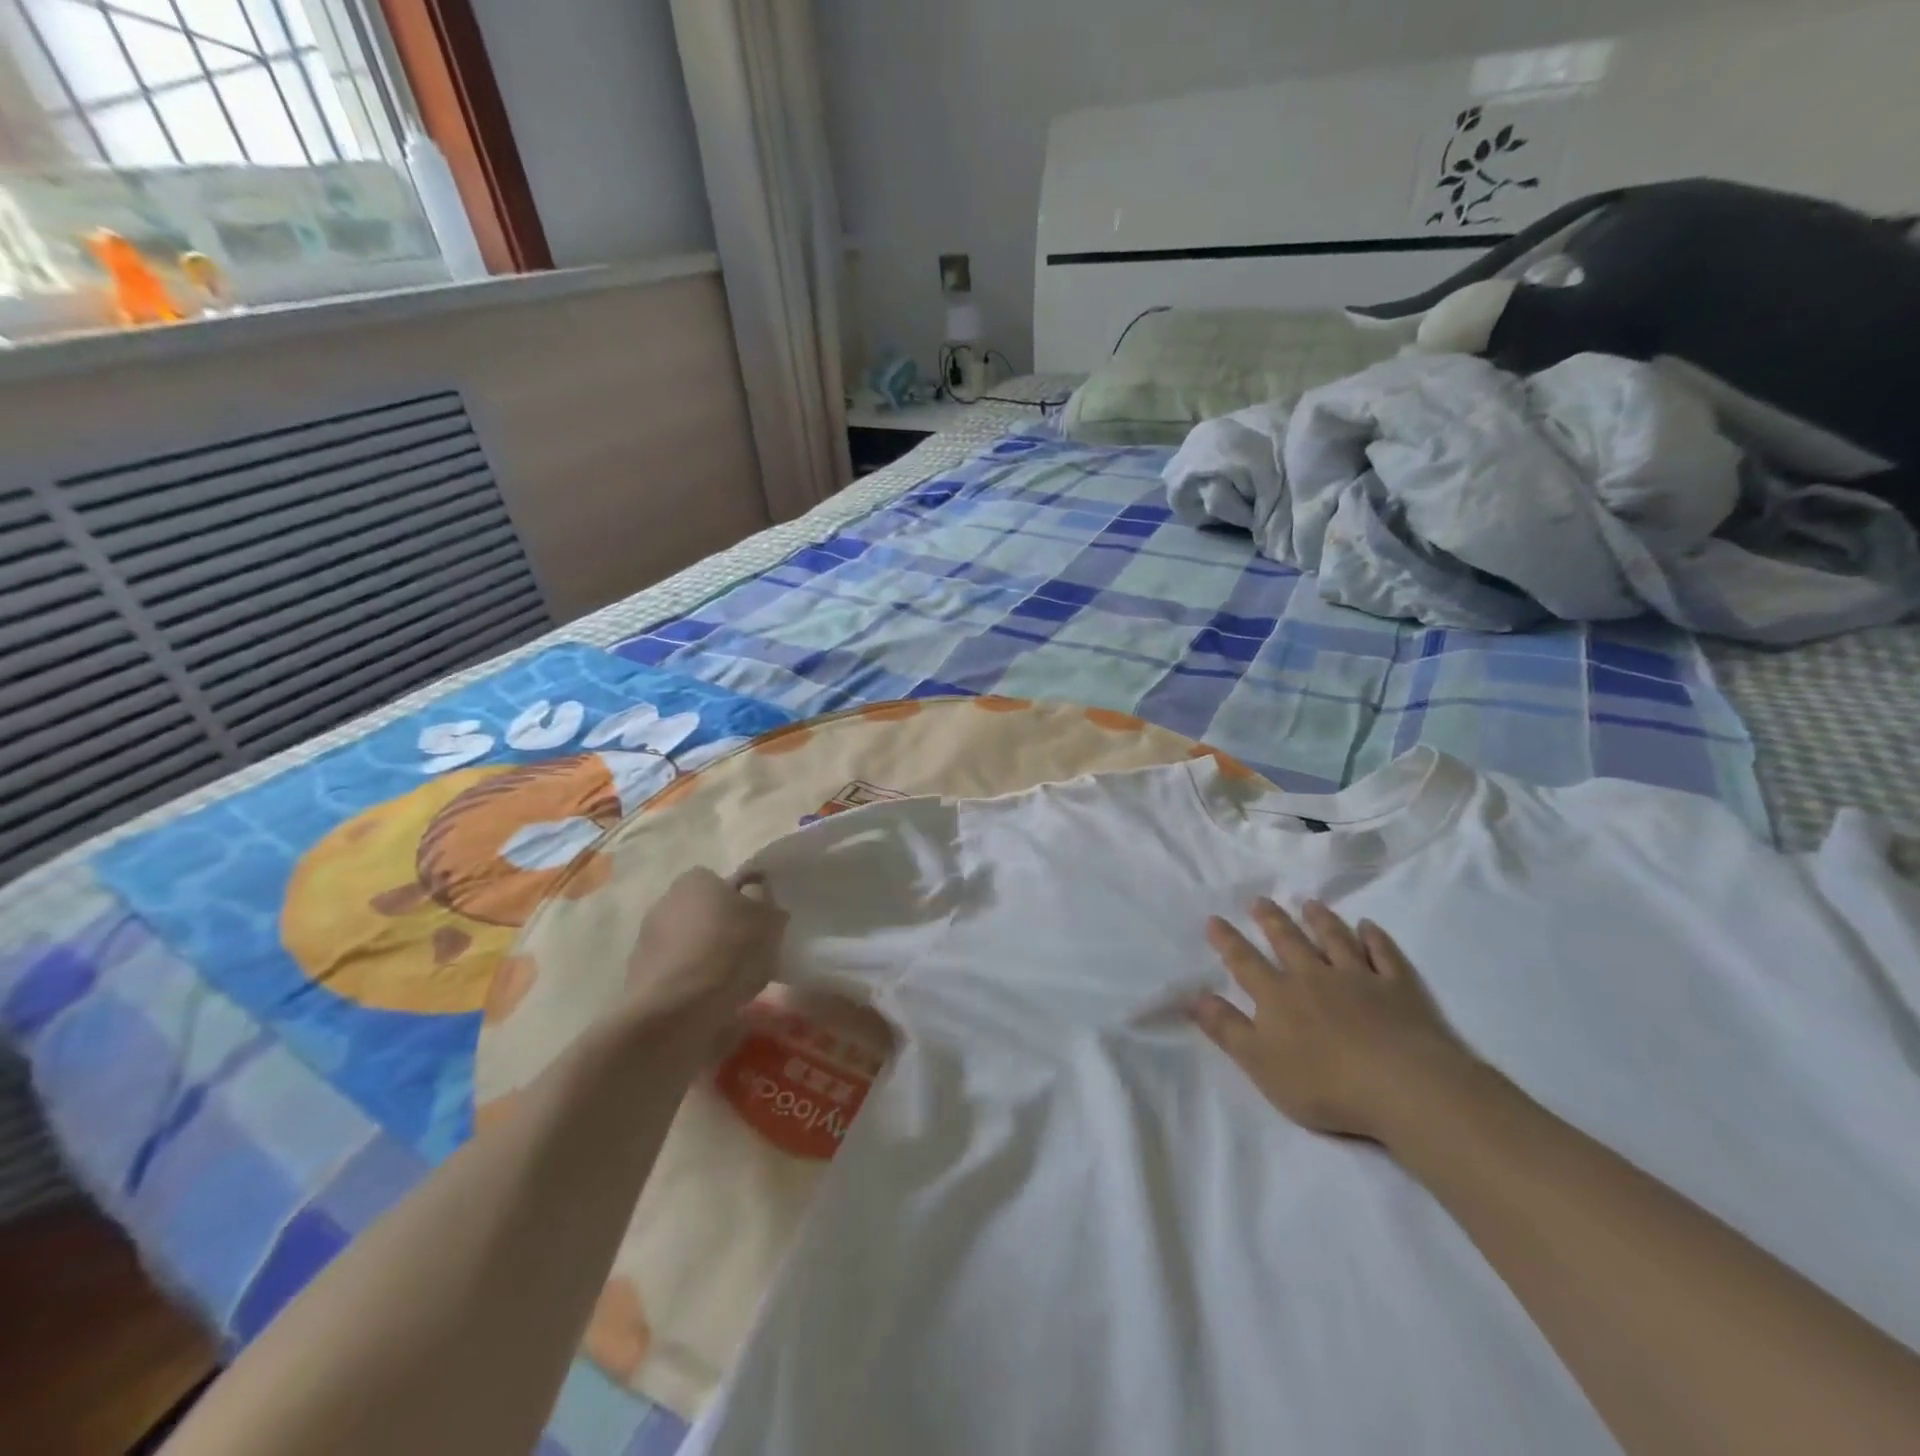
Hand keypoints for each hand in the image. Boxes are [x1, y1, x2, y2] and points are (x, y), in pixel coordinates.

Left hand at [624, 868, 788, 1030]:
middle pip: (702, 912)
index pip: (722, 883)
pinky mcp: (637, 977)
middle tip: (746, 954)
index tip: (757, 926)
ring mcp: (646, 940)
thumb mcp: (769, 921)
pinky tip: (707, 1002)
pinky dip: (689, 983)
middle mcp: (665, 902)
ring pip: (687, 943)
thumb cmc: (729, 953)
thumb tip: (758, 895)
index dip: (742, 903)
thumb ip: (765, 902)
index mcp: (695, 880)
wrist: (677, 1010)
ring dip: (704, 957)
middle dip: (720, 929)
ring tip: (729, 984)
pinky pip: (675, 974)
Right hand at [1191, 899, 1476, 1143]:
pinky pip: (1384, 955)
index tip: (1214, 919)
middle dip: (1271, 921)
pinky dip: (1375, 939)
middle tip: (1260, 900)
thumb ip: (1226, 1028)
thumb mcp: (1260, 1063)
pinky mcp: (1399, 989)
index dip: (1227, 941)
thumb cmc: (1324, 1083)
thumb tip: (1193, 996)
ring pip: (1335, 941)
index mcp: (1278, 996)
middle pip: (1288, 942)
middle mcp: (1314, 977)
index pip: (1245, 962)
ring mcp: (1359, 979)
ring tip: (1309, 904)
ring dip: (1321, 921)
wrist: (1404, 1087)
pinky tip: (1369, 927)